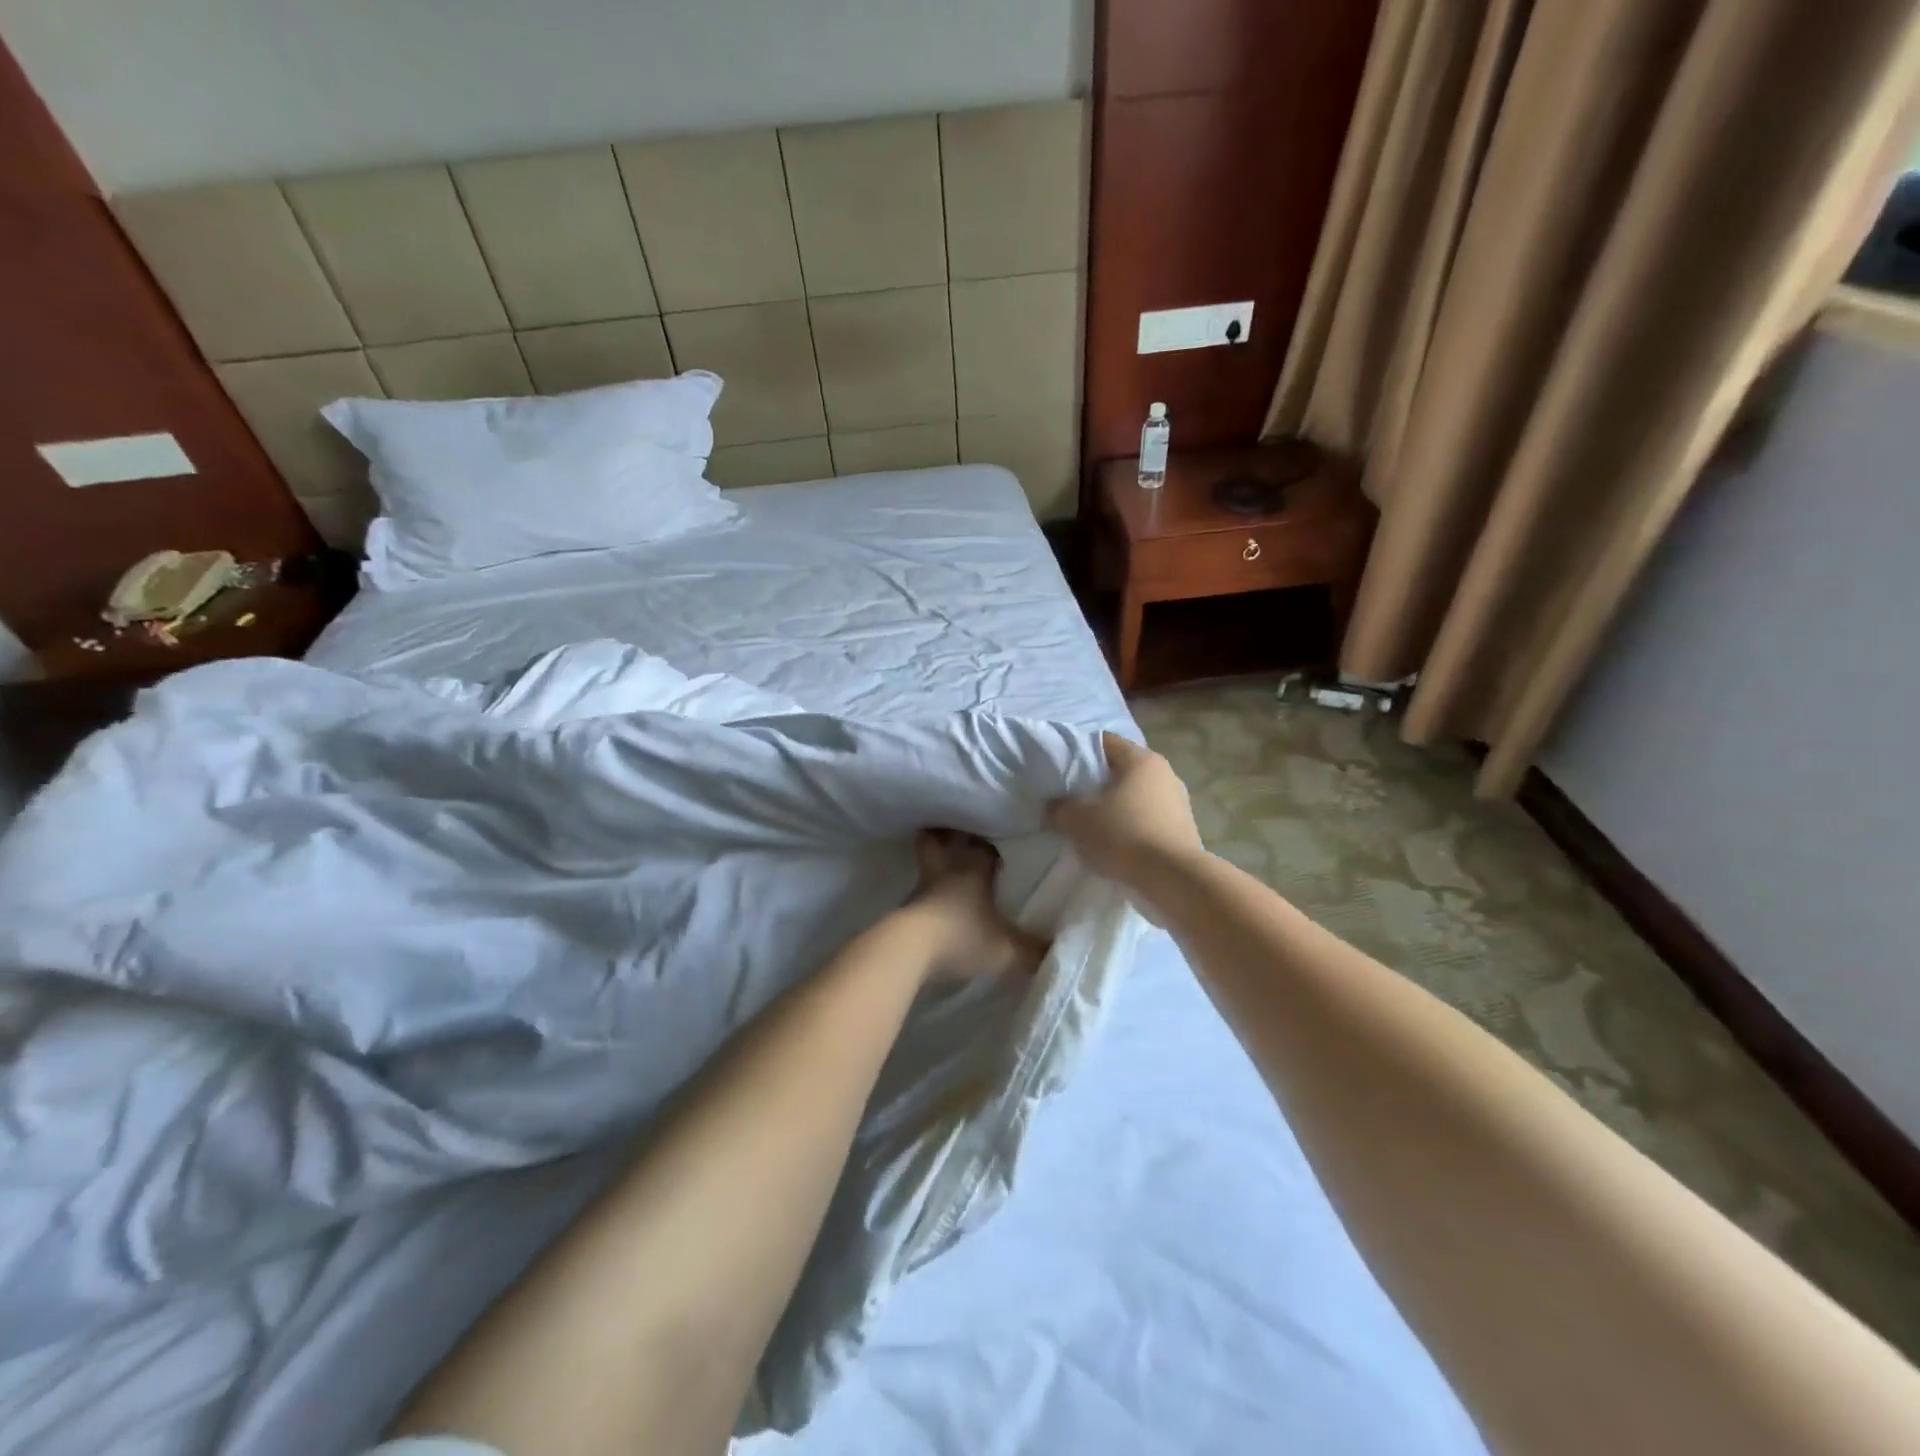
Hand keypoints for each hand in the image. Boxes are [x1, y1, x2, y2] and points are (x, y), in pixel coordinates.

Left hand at [900, 829, 1048, 983]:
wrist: (908, 950)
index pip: (983, 845)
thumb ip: (1031, 950)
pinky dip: (927, 898)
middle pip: (938, 841)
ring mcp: (921, 890)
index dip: (993, 843)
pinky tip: (938, 911)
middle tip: (958, 839)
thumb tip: (1054, 951)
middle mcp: (945, 872)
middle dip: (946, 837)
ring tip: (949, 879)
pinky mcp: (905, 911)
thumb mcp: (1006, 949)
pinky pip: (920, 895)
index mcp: (972, 870)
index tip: (1002, 842)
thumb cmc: (962, 936)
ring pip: (927, 866)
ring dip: (936, 869)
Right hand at [1048, 732, 1204, 885]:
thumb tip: (1055, 805)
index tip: (1061, 770)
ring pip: (1137, 793)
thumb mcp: (1077, 821)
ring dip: (1117, 804)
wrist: (1173, 879)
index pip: (1104, 742)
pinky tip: (1119, 841)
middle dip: (1098, 781)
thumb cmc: (1124, 836)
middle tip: (1074, 798)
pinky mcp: (1185, 826)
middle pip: (1122, 768)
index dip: (1079, 752)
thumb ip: (1059, 808)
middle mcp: (1165, 772)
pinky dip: (1134, 823)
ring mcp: (1179, 799)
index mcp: (1141, 759)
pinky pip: (1150, 816)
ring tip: (1095, 823)